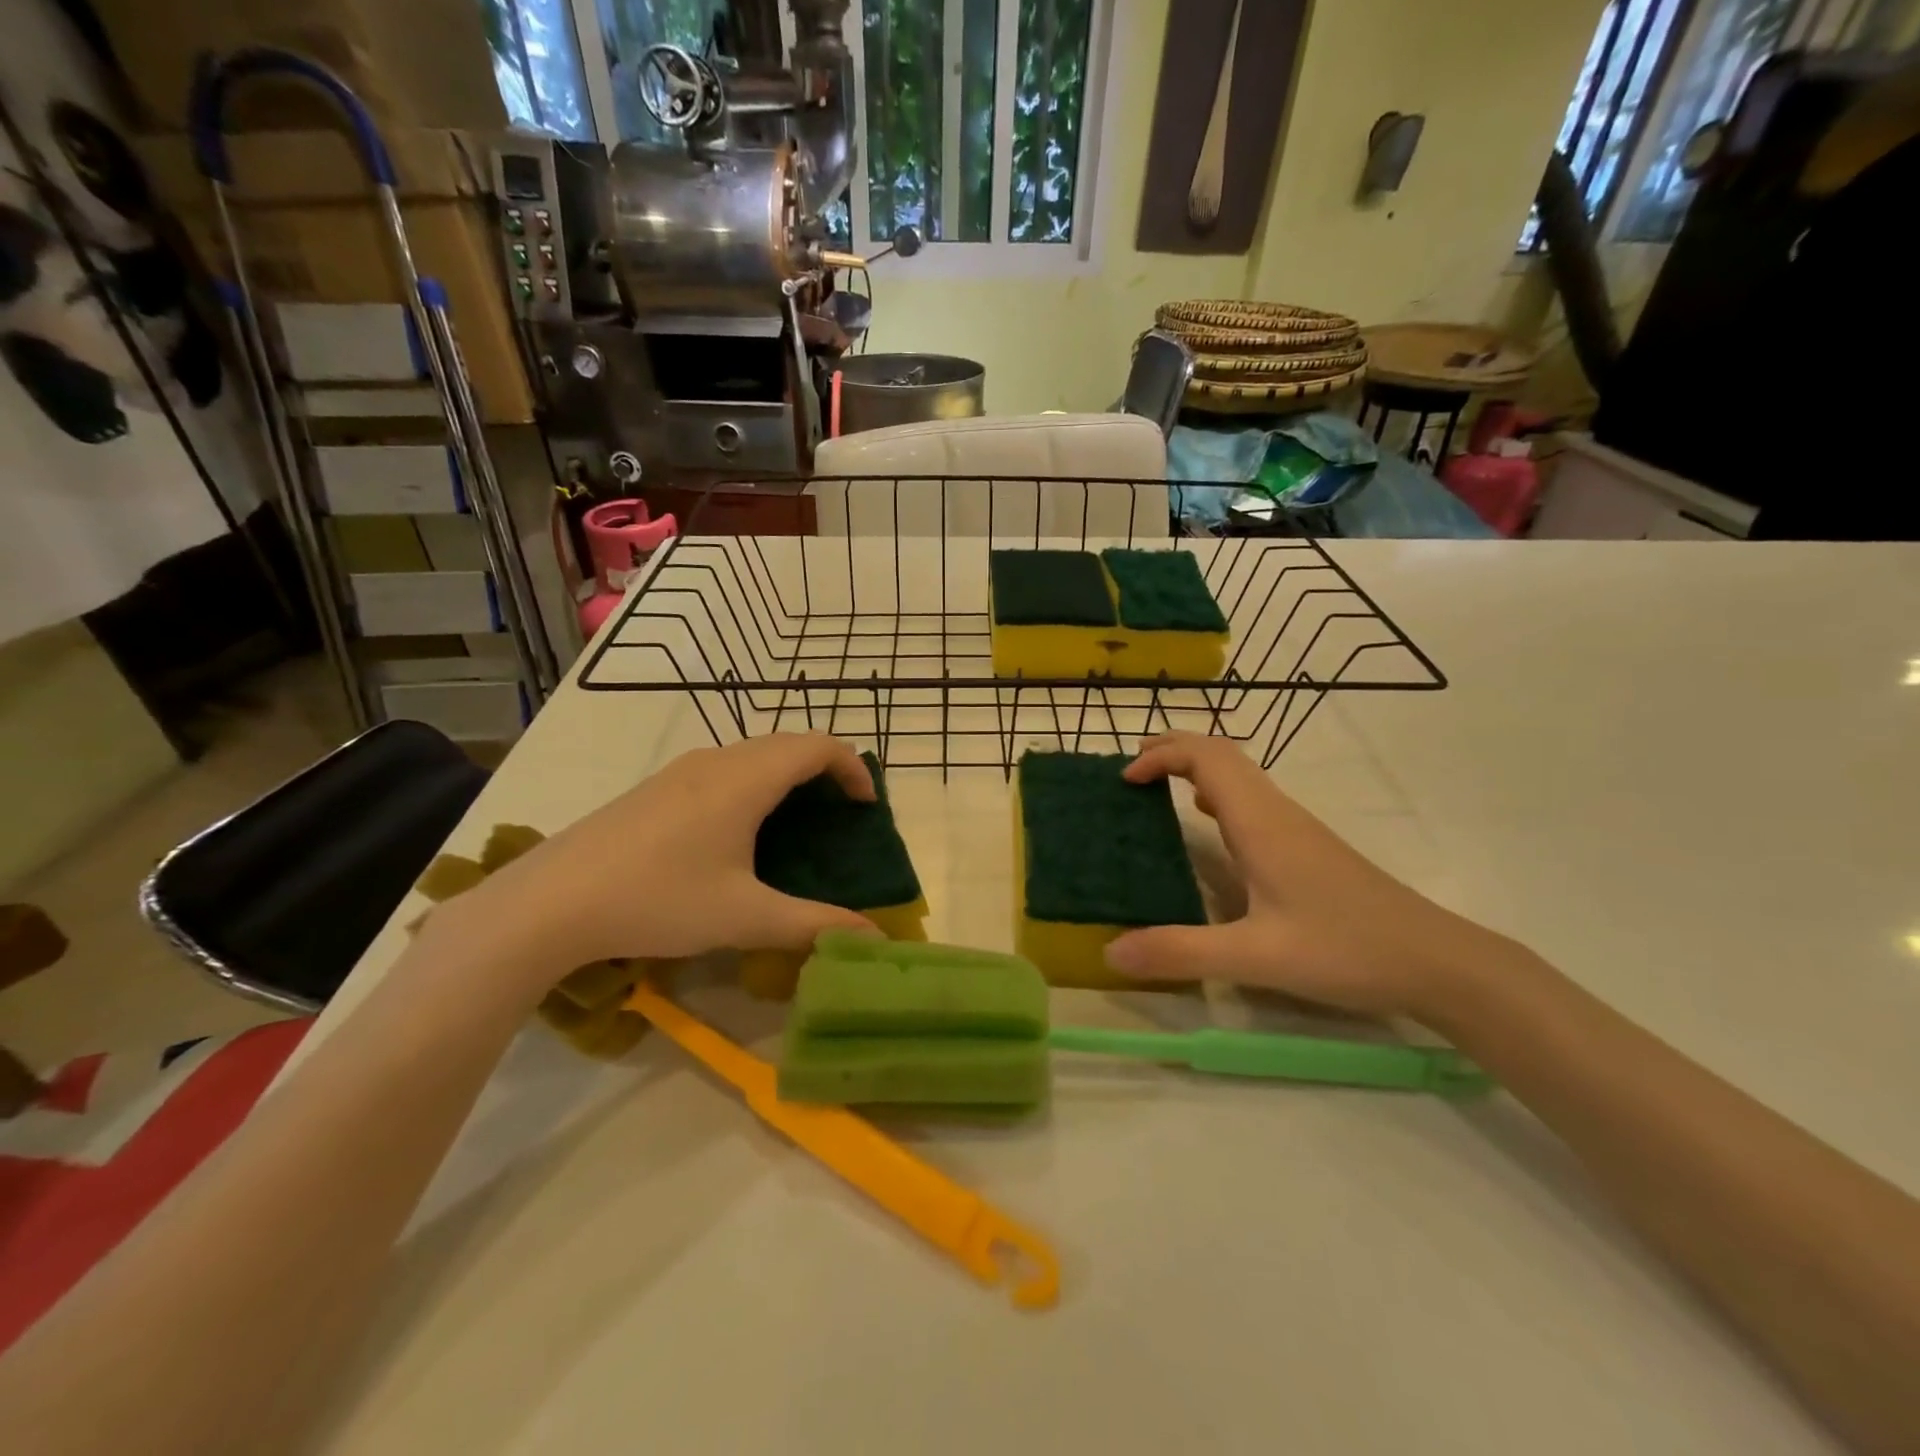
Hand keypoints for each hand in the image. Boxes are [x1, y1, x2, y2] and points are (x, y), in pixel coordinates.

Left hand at [437, 735, 880, 993]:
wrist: (548, 903)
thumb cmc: (658, 899)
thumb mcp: (744, 917)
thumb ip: (814, 924)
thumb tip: (873, 938)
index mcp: (746, 778)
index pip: (818, 746)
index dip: (853, 768)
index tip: (868, 808)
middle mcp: (717, 760)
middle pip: (788, 744)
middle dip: (825, 771)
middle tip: (841, 817)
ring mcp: (681, 770)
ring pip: (753, 754)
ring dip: (787, 777)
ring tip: (798, 825)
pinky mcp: (656, 788)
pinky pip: (724, 769)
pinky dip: (754, 784)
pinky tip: (739, 834)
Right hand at [1103, 733, 1511, 1020]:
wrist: (1437, 961)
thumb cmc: (1345, 949)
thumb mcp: (1255, 957)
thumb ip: (1181, 952)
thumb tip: (1111, 951)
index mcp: (1260, 823)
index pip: (1205, 758)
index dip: (1161, 756)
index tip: (1125, 779)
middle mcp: (1276, 813)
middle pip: (1221, 754)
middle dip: (1173, 749)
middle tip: (1132, 769)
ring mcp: (1296, 828)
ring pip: (1239, 775)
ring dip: (1195, 768)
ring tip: (1157, 787)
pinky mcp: (1307, 847)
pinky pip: (1253, 800)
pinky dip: (1218, 794)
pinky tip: (1210, 823)